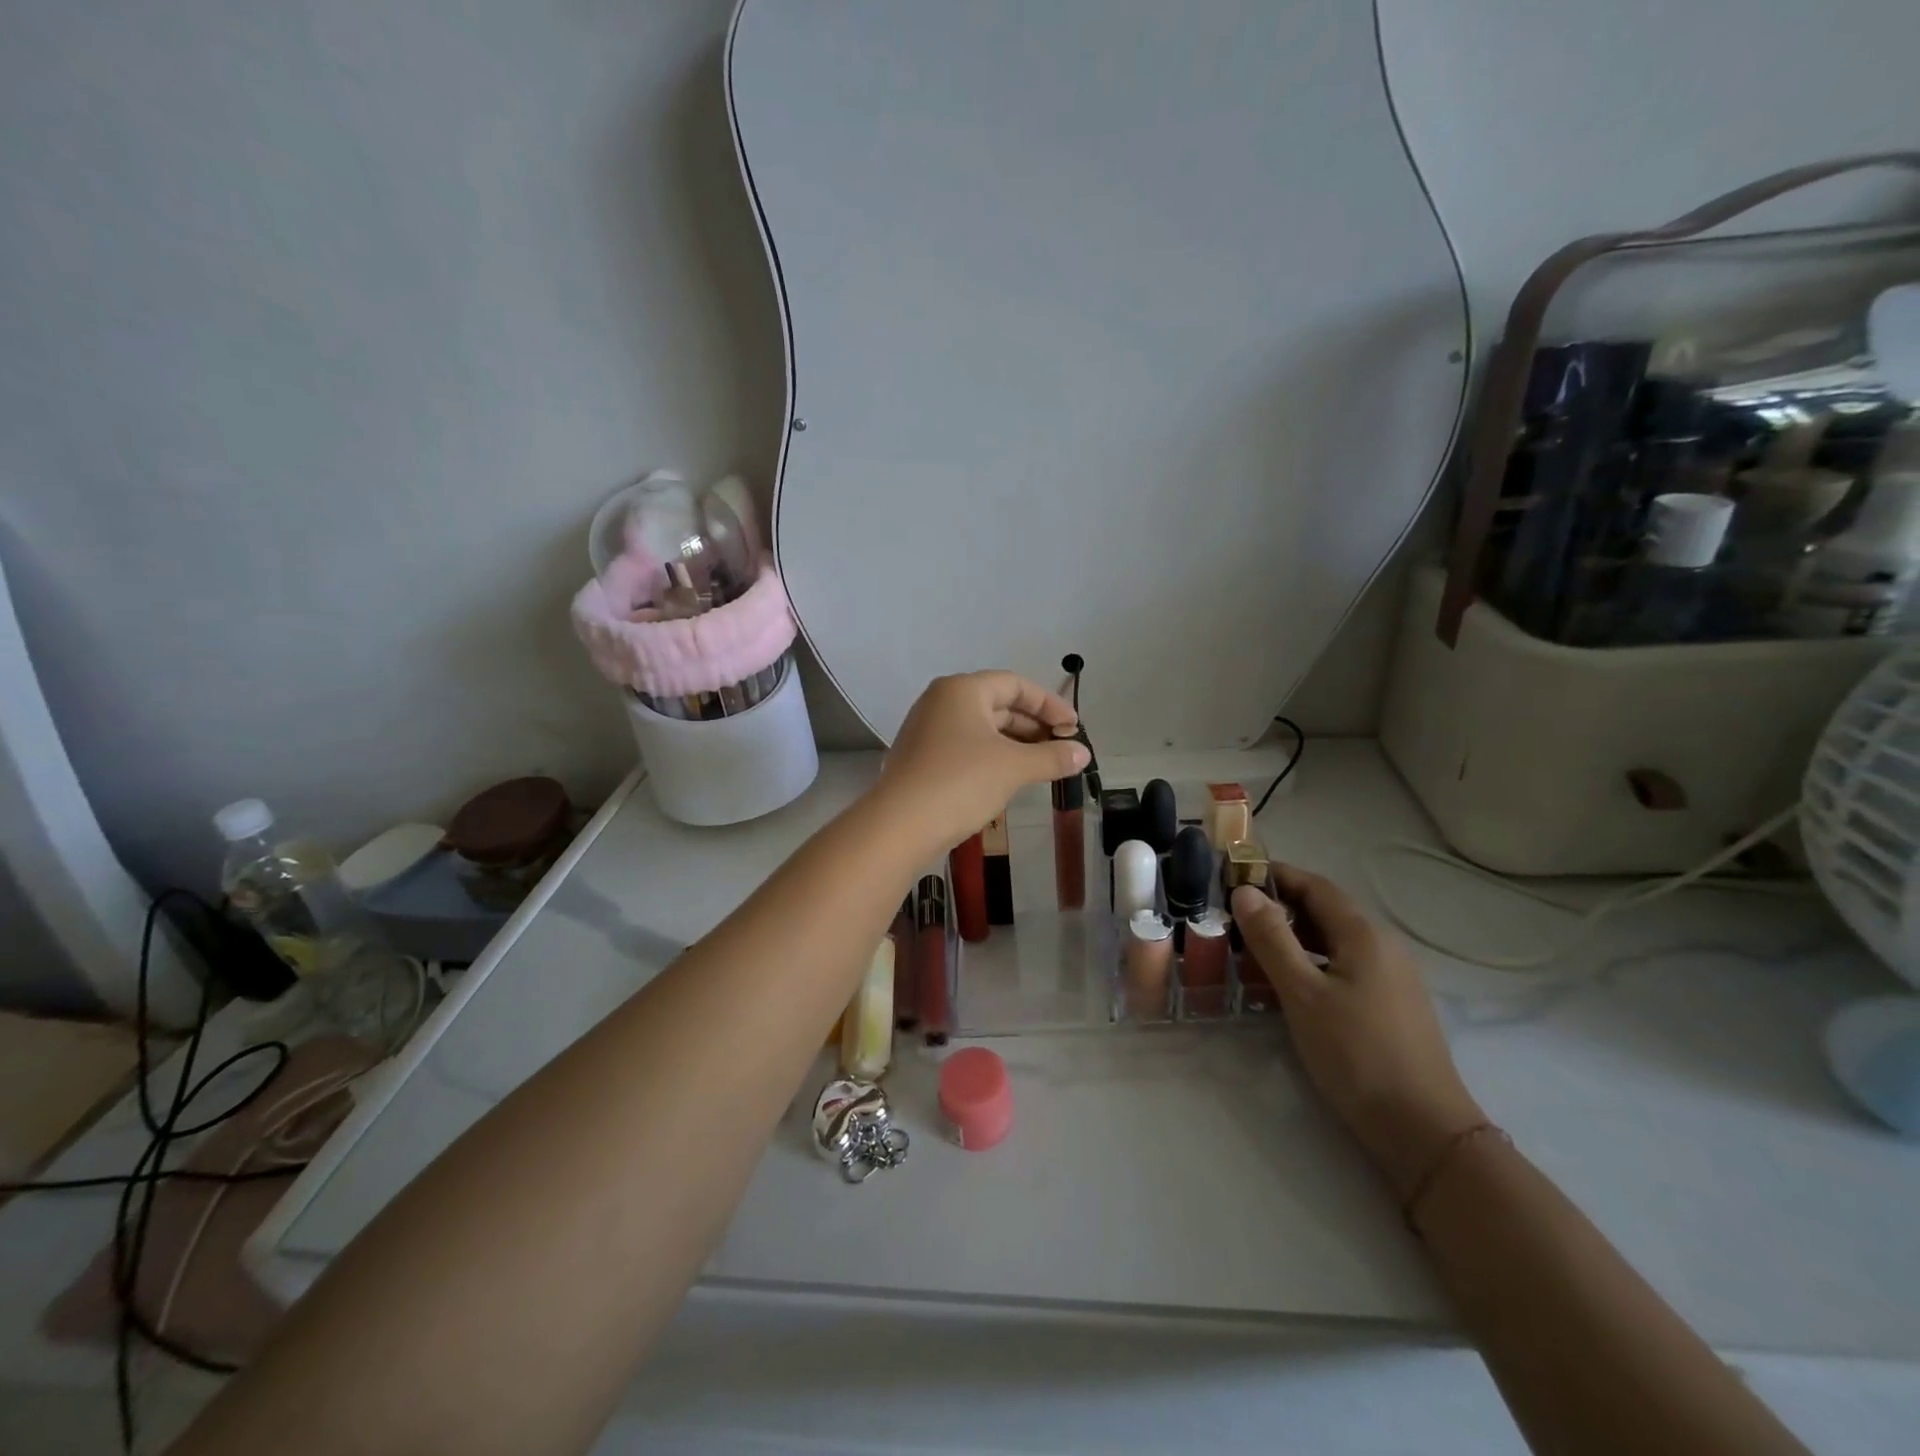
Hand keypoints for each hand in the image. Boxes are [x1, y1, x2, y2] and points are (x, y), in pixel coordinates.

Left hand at [874, 672, 1087, 853]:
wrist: (900, 825)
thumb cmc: (961, 782)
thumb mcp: (1014, 767)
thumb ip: (1052, 757)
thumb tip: (1083, 754)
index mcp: (962, 690)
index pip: (1015, 684)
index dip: (1049, 705)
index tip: (1074, 729)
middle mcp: (941, 701)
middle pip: (998, 704)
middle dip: (1033, 726)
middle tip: (1062, 749)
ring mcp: (926, 730)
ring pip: (981, 728)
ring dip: (1014, 744)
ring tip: (1042, 766)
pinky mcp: (920, 757)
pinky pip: (964, 747)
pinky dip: (991, 756)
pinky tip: (1008, 779)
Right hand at [1231, 866, 1483, 1199]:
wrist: (1423, 1130)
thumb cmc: (1356, 1054)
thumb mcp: (1302, 994)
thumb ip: (1272, 939)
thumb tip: (1245, 891)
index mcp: (1364, 934)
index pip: (1315, 885)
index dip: (1275, 875)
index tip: (1233, 878)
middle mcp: (1383, 946)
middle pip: (1326, 911)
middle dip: (1280, 907)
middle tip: (1234, 917)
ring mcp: (1392, 977)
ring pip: (1334, 941)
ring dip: (1294, 937)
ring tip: (1251, 949)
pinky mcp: (1391, 1005)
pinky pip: (1344, 966)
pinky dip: (1311, 962)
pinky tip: (1288, 985)